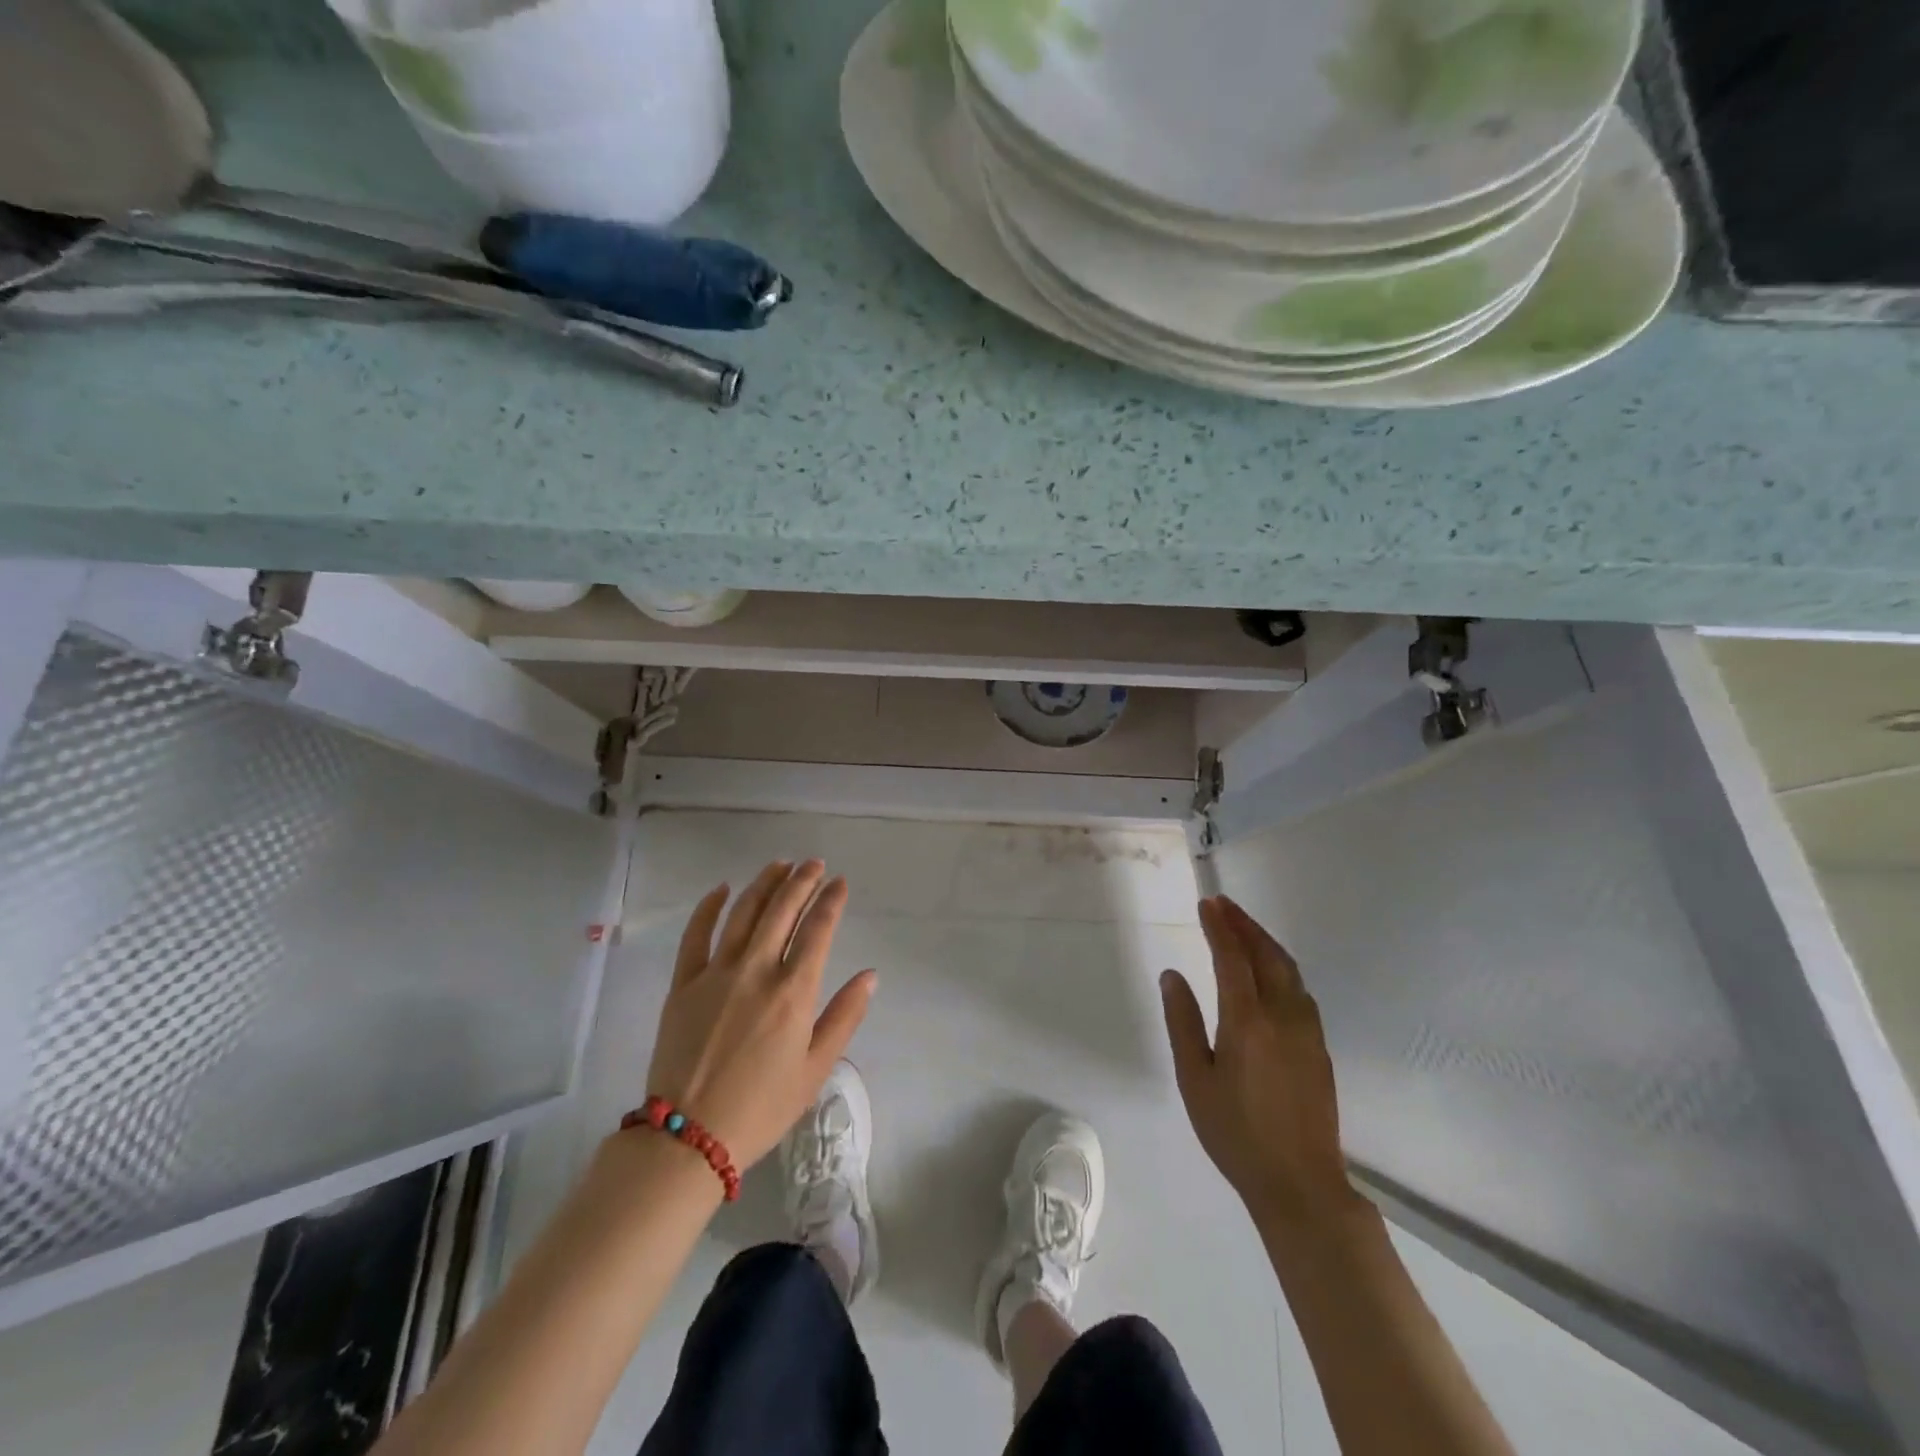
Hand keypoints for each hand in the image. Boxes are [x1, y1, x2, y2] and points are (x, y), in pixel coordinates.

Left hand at [645, 860, 875, 1171]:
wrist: (688, 1138)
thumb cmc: (761, 1107)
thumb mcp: (815, 1069)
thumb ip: (844, 1016)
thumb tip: (870, 975)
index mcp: (793, 992)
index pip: (818, 930)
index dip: (831, 901)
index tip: (840, 882)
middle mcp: (757, 971)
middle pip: (782, 911)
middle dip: (802, 881)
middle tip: (814, 864)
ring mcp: (716, 973)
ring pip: (743, 913)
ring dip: (764, 884)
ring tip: (780, 865)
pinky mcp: (683, 983)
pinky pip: (696, 934)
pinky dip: (709, 907)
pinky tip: (722, 889)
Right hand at [1161, 896, 1351, 1227]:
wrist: (1300, 1184)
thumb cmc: (1235, 1133)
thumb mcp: (1194, 1079)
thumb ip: (1182, 1022)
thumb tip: (1172, 975)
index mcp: (1247, 1021)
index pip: (1233, 957)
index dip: (1220, 927)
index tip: (1207, 904)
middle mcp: (1282, 1016)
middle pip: (1267, 954)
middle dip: (1245, 924)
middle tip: (1224, 905)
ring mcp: (1307, 1030)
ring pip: (1289, 970)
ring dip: (1266, 942)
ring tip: (1244, 928)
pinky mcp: (1319, 1047)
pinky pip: (1300, 990)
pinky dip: (1281, 966)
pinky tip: (1271, 971)